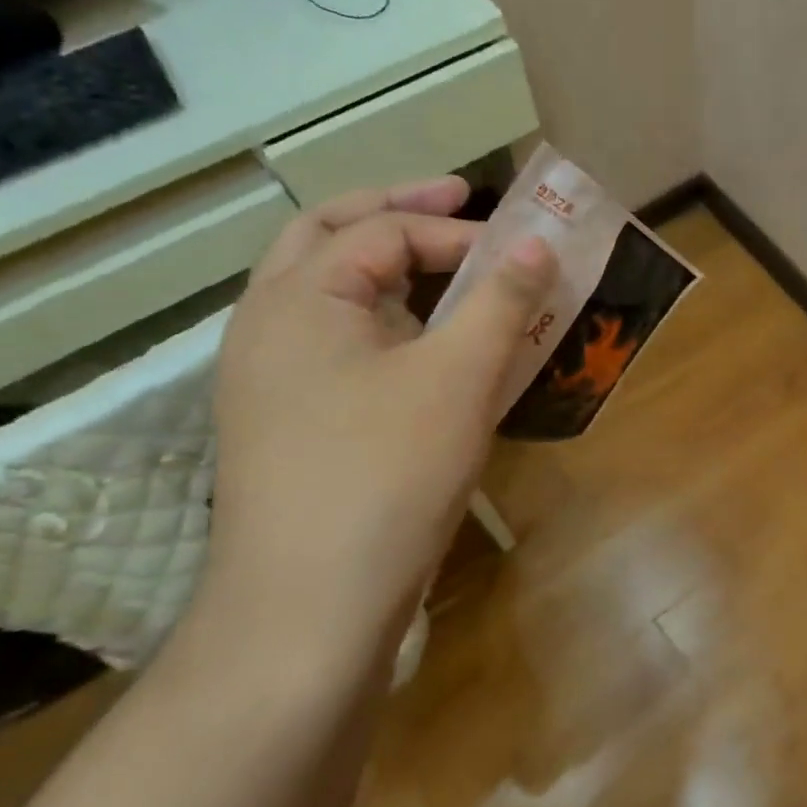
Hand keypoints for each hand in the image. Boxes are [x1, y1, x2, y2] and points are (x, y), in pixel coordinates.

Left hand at [201, 177, 554, 654]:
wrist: (311, 608)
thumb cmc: (386, 474)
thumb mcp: (459, 377)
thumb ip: (500, 301)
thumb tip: (537, 246)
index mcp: (299, 299)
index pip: (381, 230)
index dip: (456, 230)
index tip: (519, 251)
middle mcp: (270, 326)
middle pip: (330, 239)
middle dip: (399, 212)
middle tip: (459, 198)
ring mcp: (273, 380)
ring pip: (332, 296)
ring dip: (389, 268)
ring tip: (449, 268)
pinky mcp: (293, 424)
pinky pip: (341, 346)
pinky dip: (387, 323)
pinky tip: (429, 349)